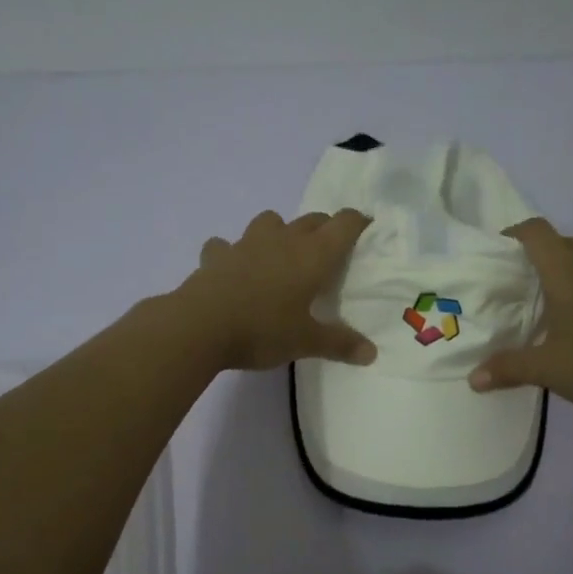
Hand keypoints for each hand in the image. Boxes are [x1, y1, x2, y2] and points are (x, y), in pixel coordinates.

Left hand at [175, 209, 377, 370]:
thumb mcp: (306, 342)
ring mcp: (246, 244)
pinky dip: (232, 251)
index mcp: (312, 256)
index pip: (343, 225)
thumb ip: (340, 344)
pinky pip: (226, 244)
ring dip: (280, 230)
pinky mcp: (217, 255)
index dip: (358, 222)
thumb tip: (372, 354)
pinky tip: (232, 268)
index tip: (367, 227)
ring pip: (270, 221)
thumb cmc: (262, 330)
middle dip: (324, 227)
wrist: (200, 326)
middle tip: (330, 248)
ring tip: (281, 253)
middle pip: (311, 220)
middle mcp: (283, 240)